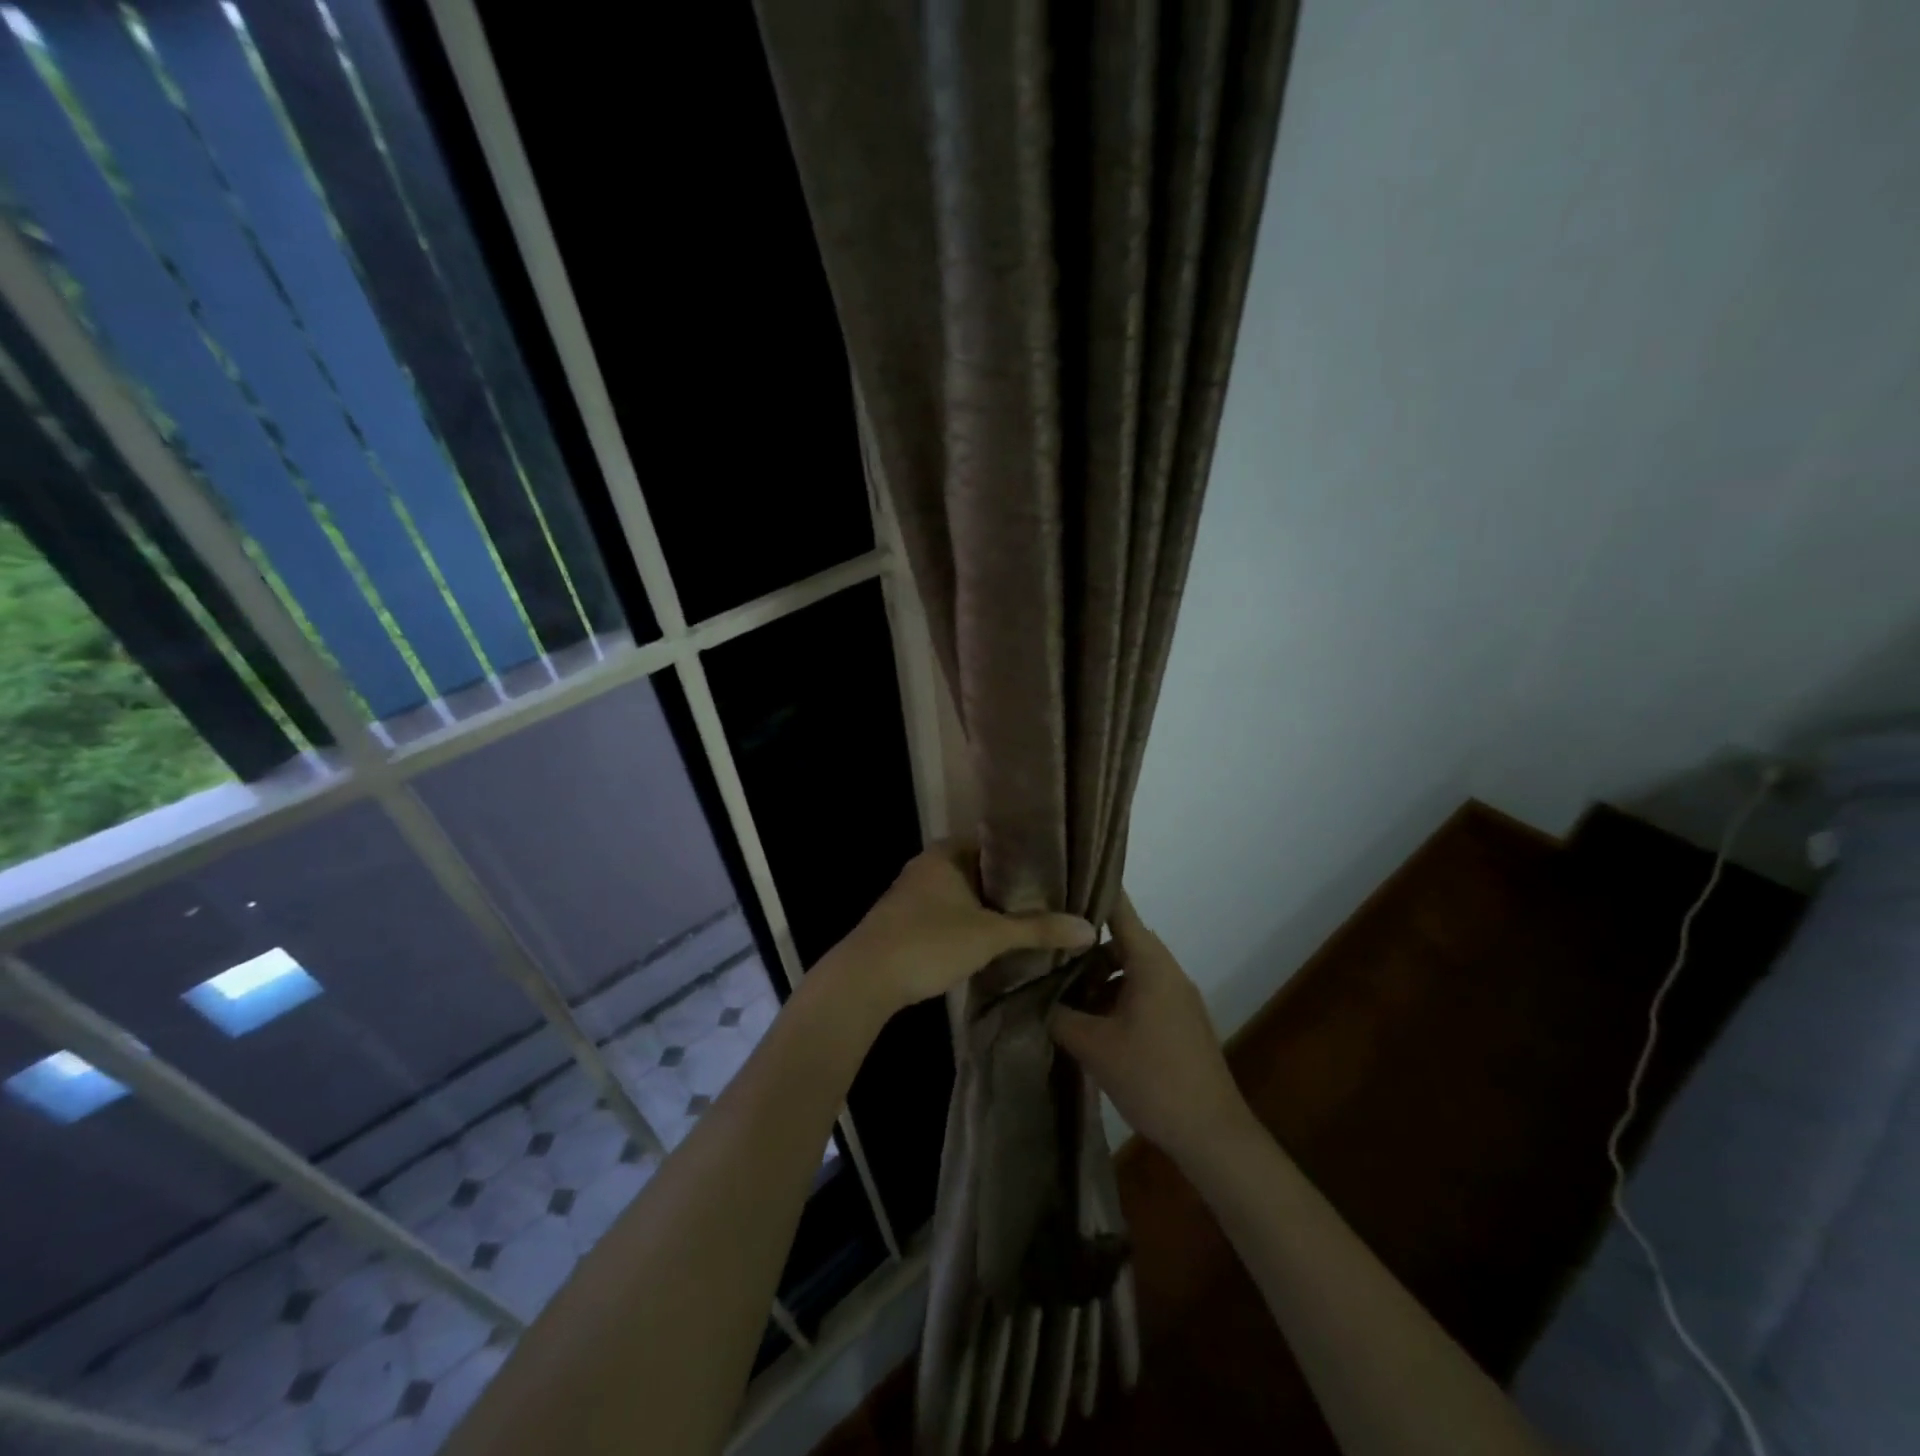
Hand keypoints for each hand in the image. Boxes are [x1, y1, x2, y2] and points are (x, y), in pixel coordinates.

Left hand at [829, 843, 1096, 1015]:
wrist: (864, 979)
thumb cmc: (928, 942)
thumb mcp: (989, 936)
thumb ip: (1038, 929)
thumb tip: (1091, 929)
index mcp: (946, 852)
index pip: (996, 842)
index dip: (1028, 855)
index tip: (1060, 871)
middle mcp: (929, 864)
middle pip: (982, 869)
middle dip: (1014, 885)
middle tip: (1055, 897)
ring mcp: (915, 893)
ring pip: (966, 893)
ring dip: (993, 906)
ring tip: (1035, 917)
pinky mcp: (908, 920)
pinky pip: (951, 912)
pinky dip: (973, 921)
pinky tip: (997, 938)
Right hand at [1050, 893, 1251, 1162]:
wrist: (1211, 1133)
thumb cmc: (1152, 1077)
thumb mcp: (1094, 1046)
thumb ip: (1058, 1015)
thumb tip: (1029, 994)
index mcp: (1150, 964)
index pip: (1119, 909)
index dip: (1091, 890)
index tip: (1059, 880)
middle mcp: (1167, 970)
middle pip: (1121, 939)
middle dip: (1083, 943)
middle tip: (1046, 945)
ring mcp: (1177, 996)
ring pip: (1130, 968)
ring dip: (1098, 975)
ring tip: (1060, 987)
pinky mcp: (1180, 1021)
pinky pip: (1142, 991)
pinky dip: (1115, 994)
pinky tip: (1089, 1019)